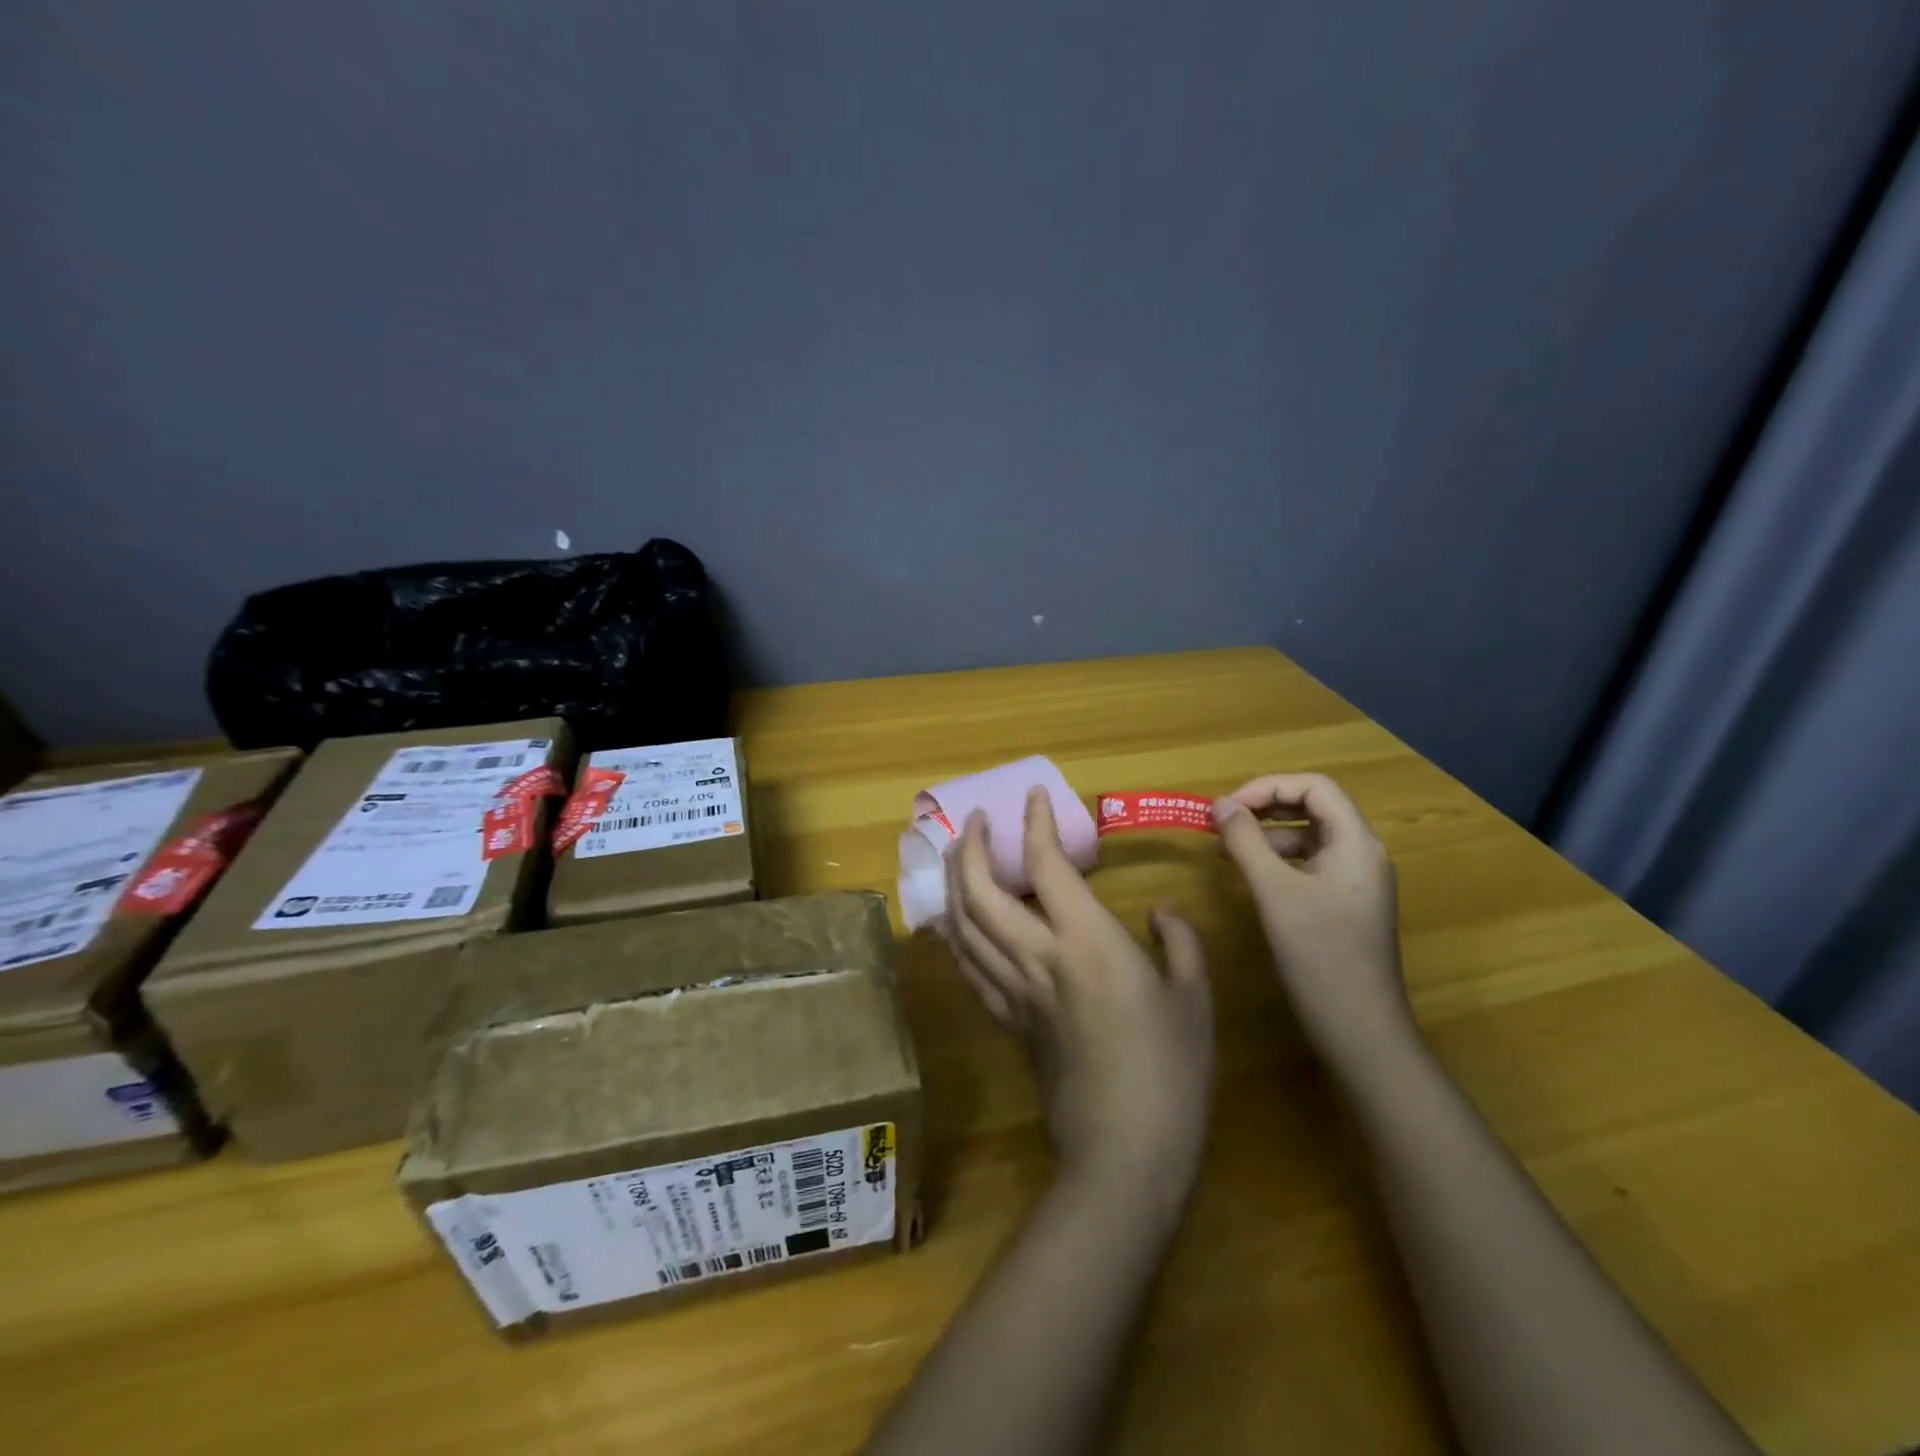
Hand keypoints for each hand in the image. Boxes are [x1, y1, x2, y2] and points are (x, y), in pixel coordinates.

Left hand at [940, 787, 1214, 1209]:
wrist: (1124, 1151)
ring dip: (954, 883)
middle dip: (972, 847)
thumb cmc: (1171, 1071)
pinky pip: (968, 966)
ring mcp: (1015, 990)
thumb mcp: (1195, 998)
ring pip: (963, 925)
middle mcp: (1039, 957)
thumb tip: (1159, 912)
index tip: (1034, 795)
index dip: (1036, 823)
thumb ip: (1178, 941)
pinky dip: (955, 933)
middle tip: (979, 822)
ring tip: (961, 857)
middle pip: (980, 891)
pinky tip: (956, 920)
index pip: (1047, 865)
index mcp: (1087, 942)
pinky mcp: (1007, 1020)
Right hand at [1213, 773, 1413, 1067]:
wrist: (1361, 1030)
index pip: (1314, 787)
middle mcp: (1361, 854)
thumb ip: (1246, 842)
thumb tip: (1221, 804)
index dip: (1268, 787)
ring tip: (1226, 851)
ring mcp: (1355, 882)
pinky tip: (1250, 878)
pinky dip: (1276, 861)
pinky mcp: (1344, 905)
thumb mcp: (1275, 892)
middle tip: (1222, 823)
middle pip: (1313, 808)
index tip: (1227, 807)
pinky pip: (1309, 865)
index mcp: (1355, 843)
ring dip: (1266, 835)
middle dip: (1264, 808)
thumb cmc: (1320, 955)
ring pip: (1308, 837)